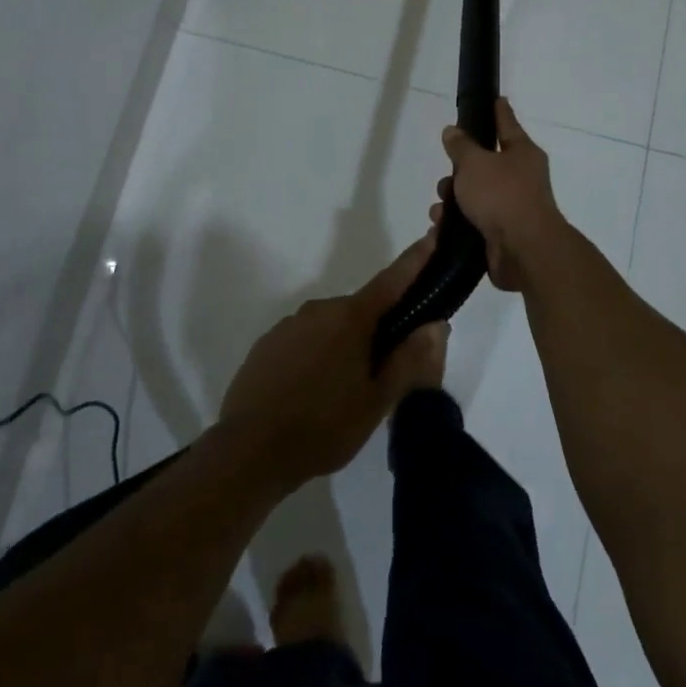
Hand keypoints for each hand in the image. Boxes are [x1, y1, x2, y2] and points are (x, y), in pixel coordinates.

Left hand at [217, 236, 447, 490]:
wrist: (250, 451)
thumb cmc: (324, 426)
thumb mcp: (377, 401)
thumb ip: (409, 359)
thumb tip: (435, 324)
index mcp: (350, 318)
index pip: (391, 281)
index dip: (415, 261)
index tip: (432, 236)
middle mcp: (318, 309)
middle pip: (360, 312)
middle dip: (375, 332)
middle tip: (382, 375)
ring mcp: (288, 326)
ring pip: (330, 328)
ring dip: (343, 347)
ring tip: (341, 394)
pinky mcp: (266, 345)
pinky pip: (303, 341)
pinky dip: (315, 357)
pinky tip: (310, 394)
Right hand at [433, 98, 567, 291]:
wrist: (523, 250)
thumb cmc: (502, 196)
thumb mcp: (475, 163)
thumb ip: (461, 146)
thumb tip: (453, 131)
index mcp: (522, 154)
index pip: (507, 124)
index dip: (498, 111)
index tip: (496, 99)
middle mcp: (521, 178)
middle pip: (485, 165)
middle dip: (459, 171)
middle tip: (446, 178)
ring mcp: (512, 207)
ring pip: (476, 195)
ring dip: (454, 200)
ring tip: (440, 210)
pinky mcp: (501, 234)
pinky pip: (473, 221)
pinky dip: (457, 223)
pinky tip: (441, 227)